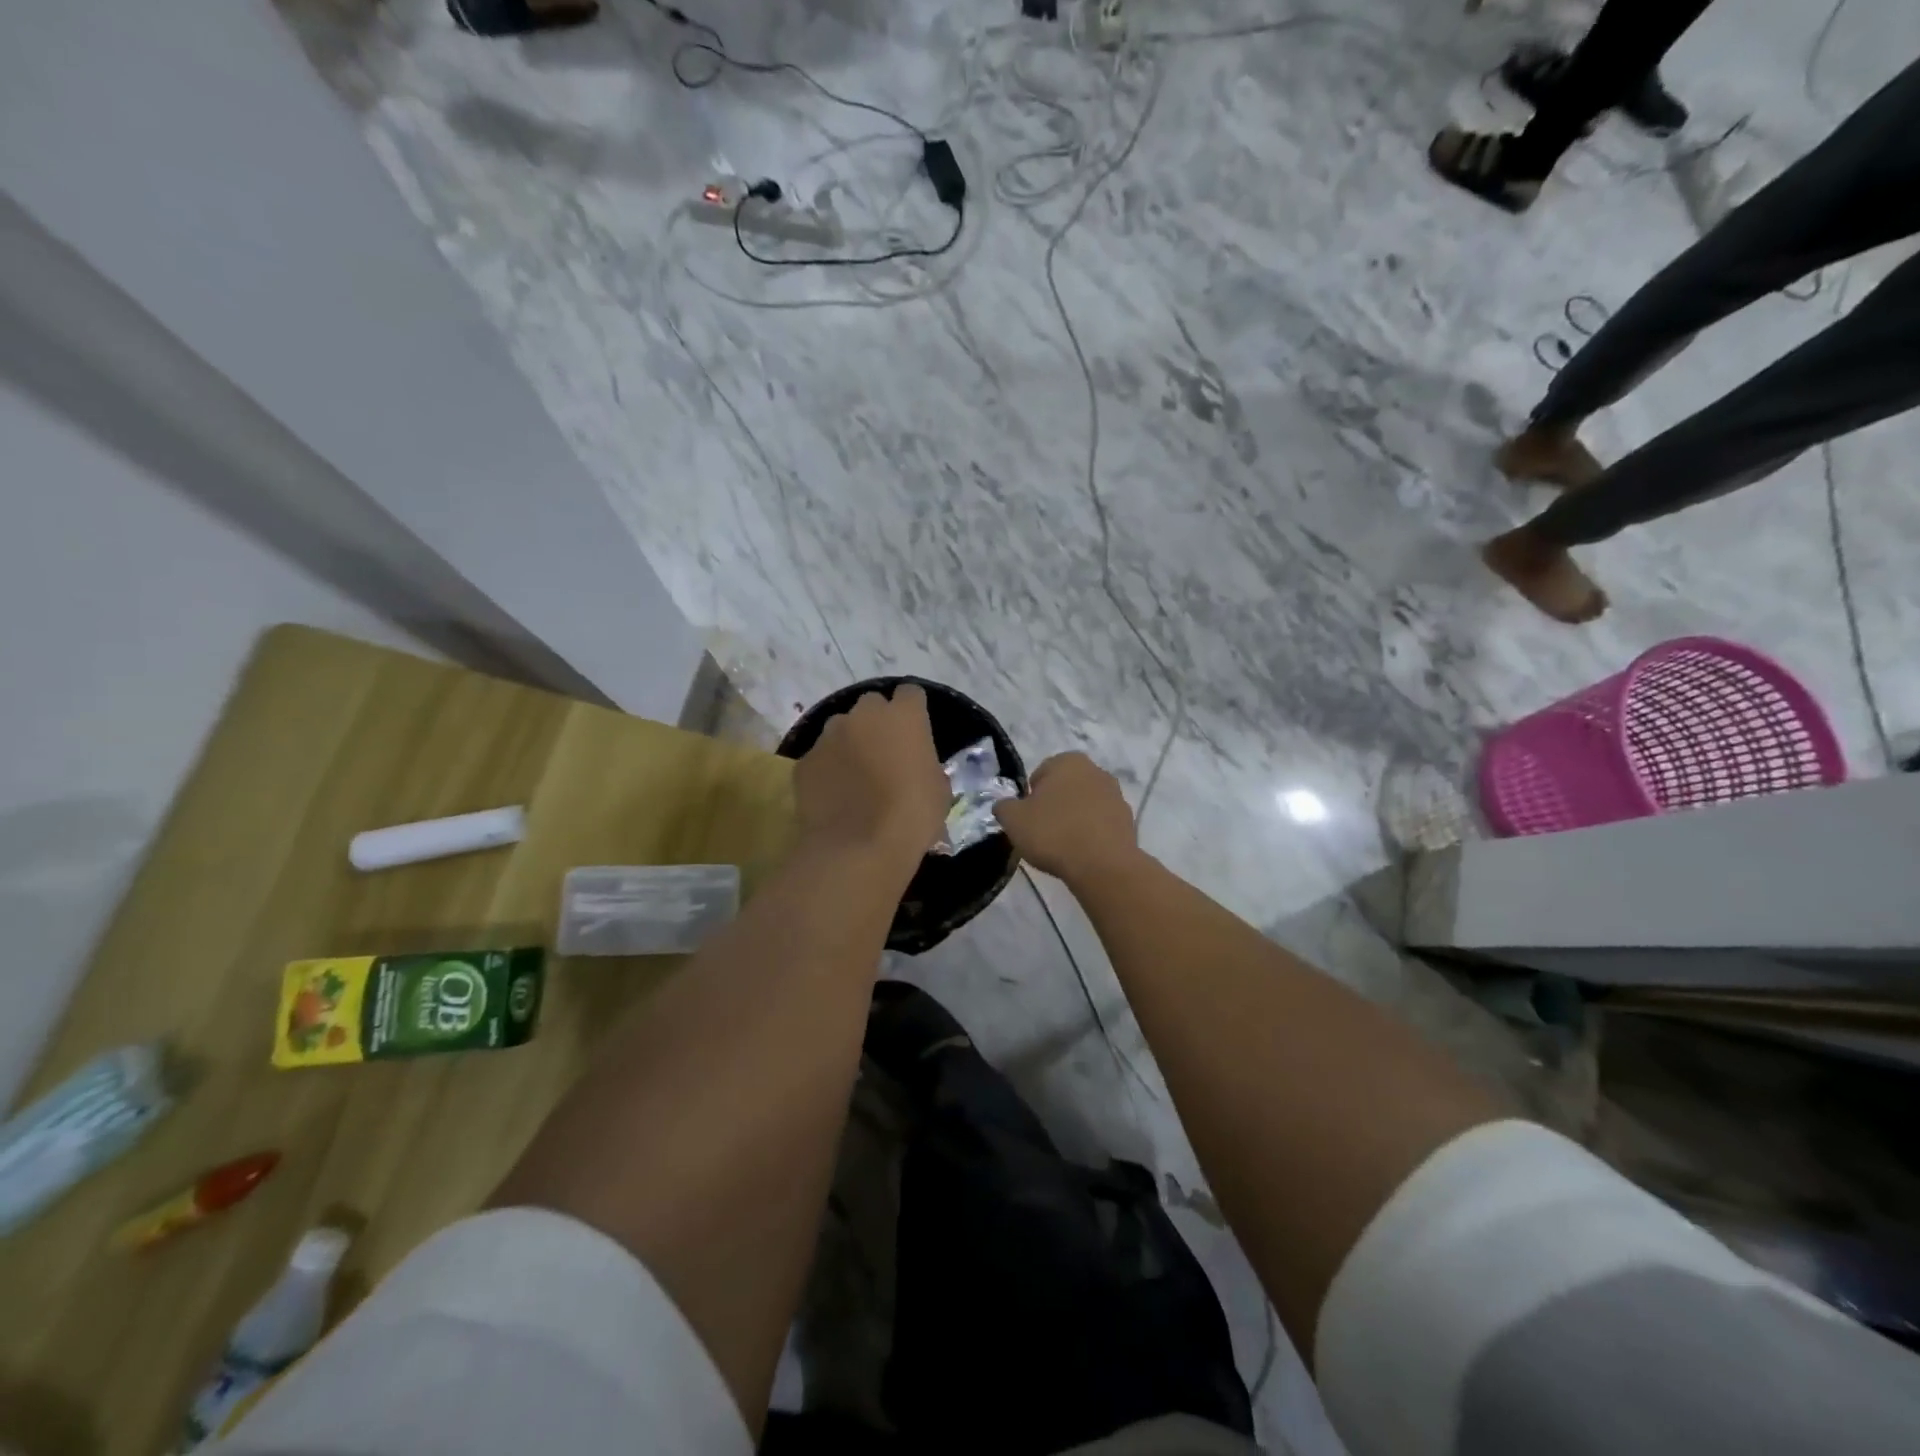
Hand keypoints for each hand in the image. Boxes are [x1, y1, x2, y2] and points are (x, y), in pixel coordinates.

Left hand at [794, 686, 950, 862]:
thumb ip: (925, 763)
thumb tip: (914, 766)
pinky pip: (819, 757)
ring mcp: (829, 735)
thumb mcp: (938, 789)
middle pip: (872, 705)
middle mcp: (863, 715)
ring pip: (840, 728)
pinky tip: (834, 796)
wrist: (859, 847)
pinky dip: (827, 770)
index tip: (914, 732)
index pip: (911, 694)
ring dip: (849, 743)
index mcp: (904, 716)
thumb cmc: (912, 816)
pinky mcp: (805, 761)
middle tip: (884, 753)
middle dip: (877, 723)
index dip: (912, 711)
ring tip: (855, 776)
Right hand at [994, 752, 1140, 884]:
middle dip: (1054, 805)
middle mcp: (1096, 771)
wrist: (1103, 866)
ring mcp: (1116, 796)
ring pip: (1085, 805)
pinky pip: (1100, 824)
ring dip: (1074, 819)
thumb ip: (1004, 807)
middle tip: (1042, 831)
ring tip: (1062, 845)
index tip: (1027, 818)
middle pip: (1065, 787)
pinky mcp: (1128, 821)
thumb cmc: (1054, 833)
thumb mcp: (1013, 819)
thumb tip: (1005, 806)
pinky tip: (1081, 853)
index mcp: (1069, 761)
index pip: (1040, 773)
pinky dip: (1090, 834)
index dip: (1029, 797)